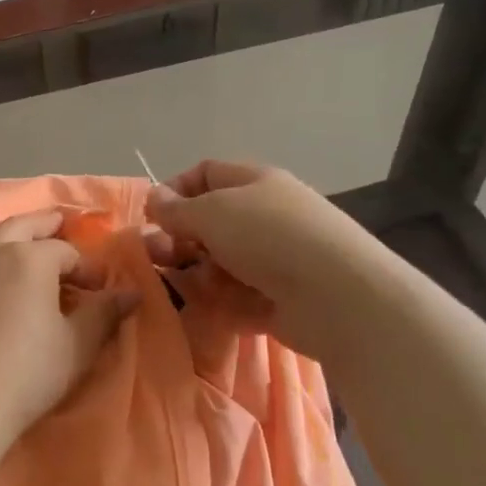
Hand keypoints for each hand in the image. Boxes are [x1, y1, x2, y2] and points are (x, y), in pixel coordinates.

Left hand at [0, 210, 138, 452]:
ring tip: (18, 243)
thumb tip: (131, 292)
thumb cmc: (24, 375)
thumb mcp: (76, 347)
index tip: (97, 288)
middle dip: (44, 225)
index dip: (86, 267)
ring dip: (7, 236)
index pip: (65, 251)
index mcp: (29, 259)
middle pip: (20, 227)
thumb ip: (104, 314)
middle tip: (58, 222)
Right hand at [145, 160, 363, 356]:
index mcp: (254, 183)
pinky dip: (220, 304)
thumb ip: (176, 208)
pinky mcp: (277, 300)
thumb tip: (154, 198)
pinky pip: (236, 298)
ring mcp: (273, 260)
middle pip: (209, 224)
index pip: (206, 174)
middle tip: (157, 258)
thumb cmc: (268, 236)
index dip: (175, 191)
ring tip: (185, 288)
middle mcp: (264, 217)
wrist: (334, 295)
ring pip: (219, 264)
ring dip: (196, 276)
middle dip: (179, 240)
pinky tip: (210, 310)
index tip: (151, 217)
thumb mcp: (212, 212)